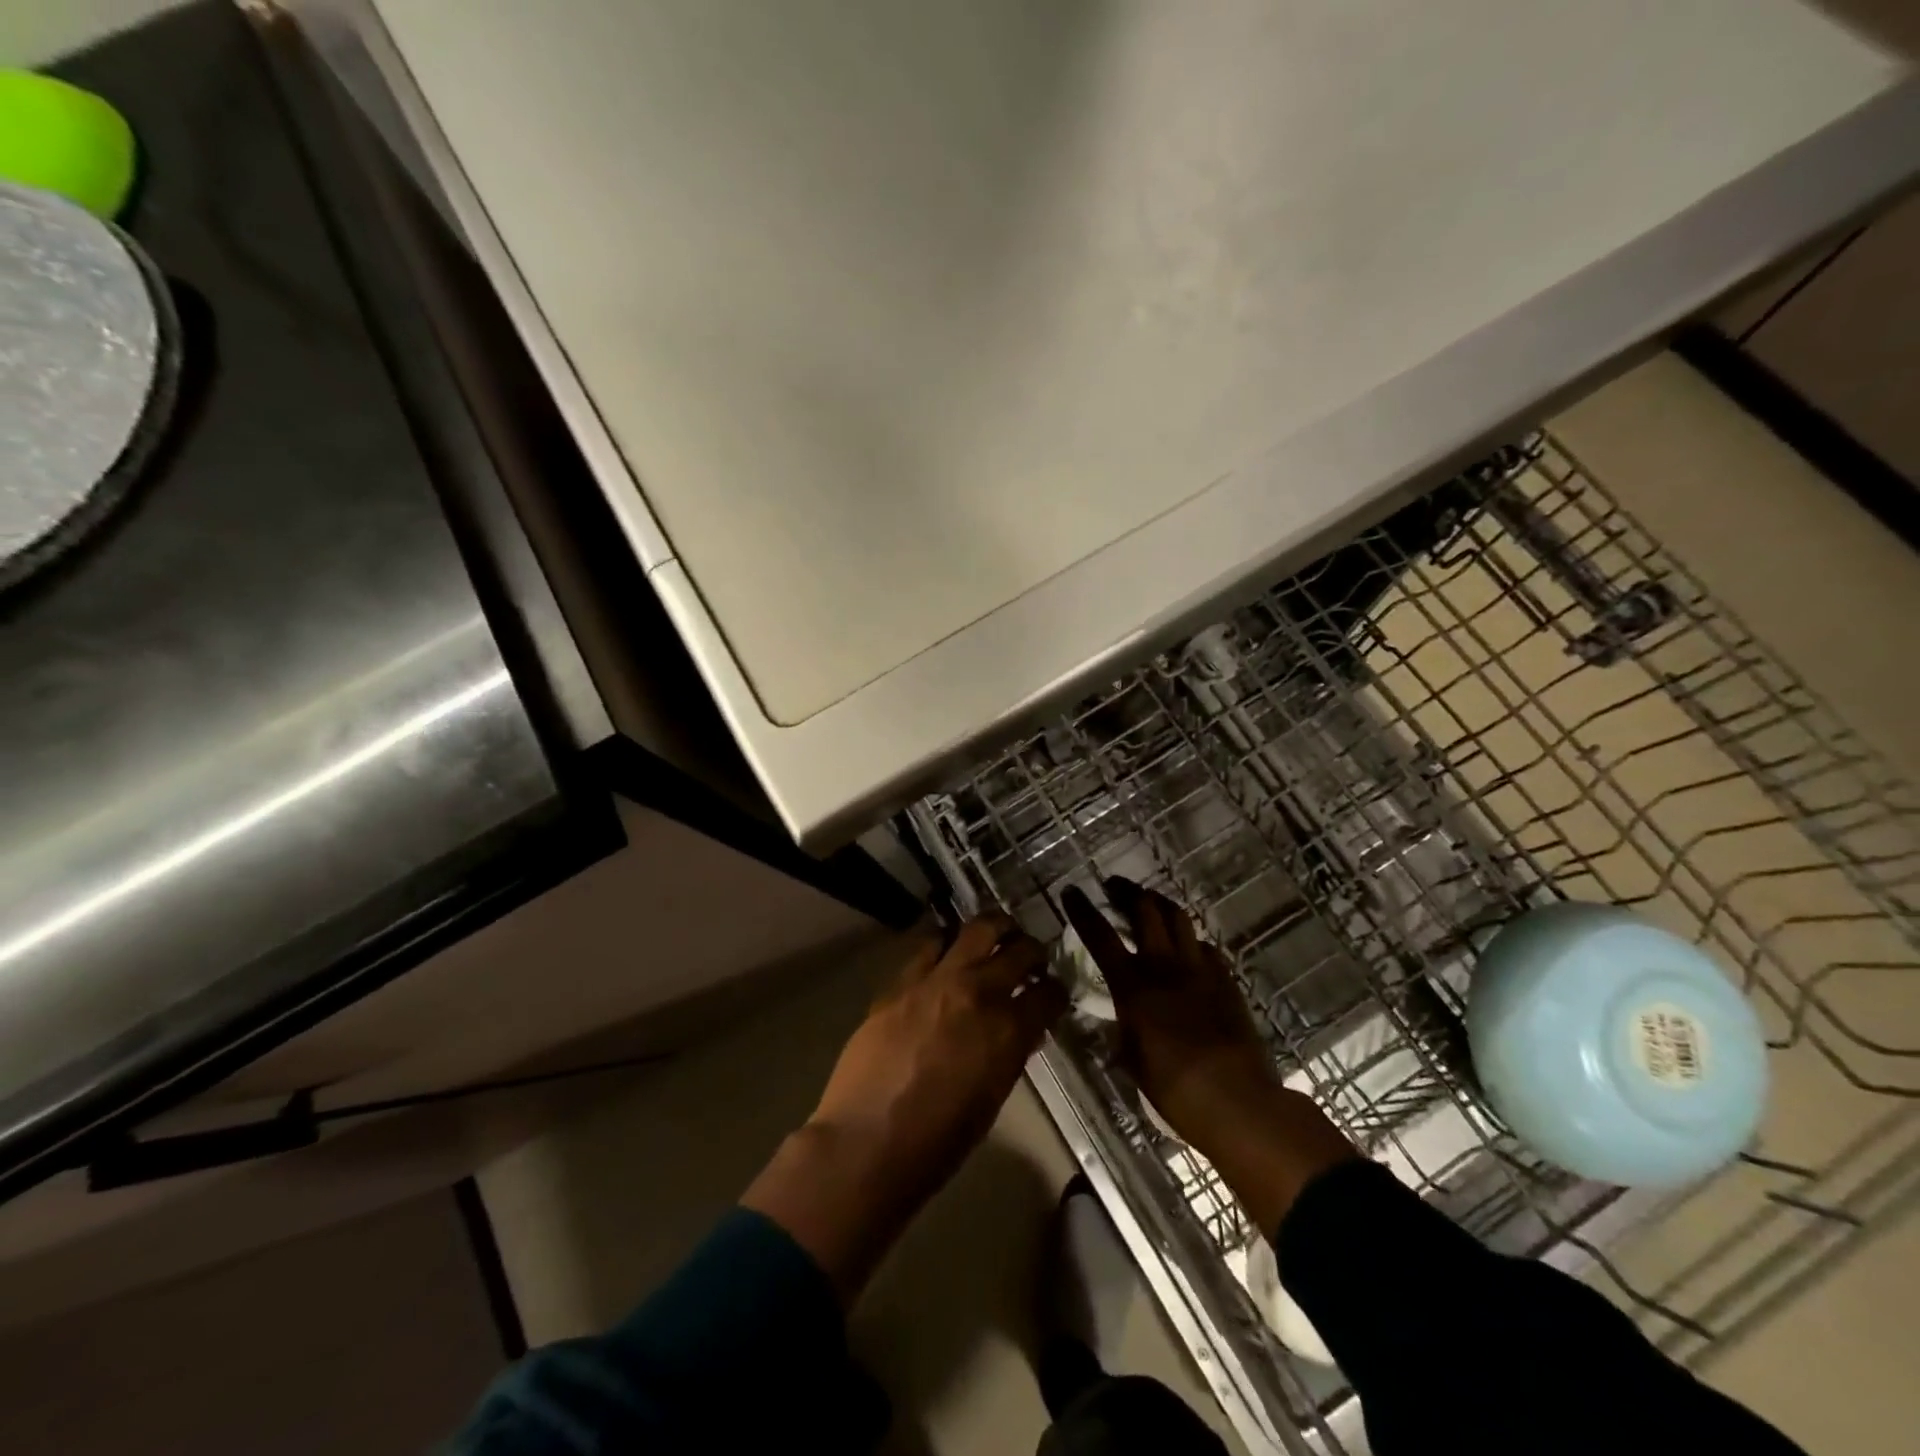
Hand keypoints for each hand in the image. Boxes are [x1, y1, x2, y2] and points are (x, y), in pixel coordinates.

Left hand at [744, 915, 1066, 1298]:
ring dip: (995, 930)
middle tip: (1032, 957)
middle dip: (1033, 952)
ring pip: (978, 929)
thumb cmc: (937, 1141)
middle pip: (1020, 950)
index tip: (1054, 992)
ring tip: (996, 937)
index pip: (1049, 994)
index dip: (1056, 991)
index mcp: (1009, 1031)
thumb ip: (1008, 1053)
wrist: (866, 1142)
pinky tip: (948, 952)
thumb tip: (1018, 1031)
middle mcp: (980, 993)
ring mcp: (938, 980)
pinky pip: (931, 945)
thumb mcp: (992, 1097)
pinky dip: (947, 943)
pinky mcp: (902, 980)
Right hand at [1063, 878, 1355, 1232]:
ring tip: (1150, 904)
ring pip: (1179, 918)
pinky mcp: (1227, 980)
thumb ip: (1122, 1027)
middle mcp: (1164, 967)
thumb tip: (1118, 1017)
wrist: (1236, 1100)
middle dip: (1127, 892)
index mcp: (1133, 987)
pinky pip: (1205, 947)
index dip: (1083, 911)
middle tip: (1115, 887)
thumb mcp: (1131, 1059)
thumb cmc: (1173, 1089)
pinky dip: (1191, 941)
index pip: (1101, 937)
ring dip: (1160, 904)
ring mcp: (1200, 969)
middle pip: (1146, 910)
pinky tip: (1188, 951)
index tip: (1072, 891)